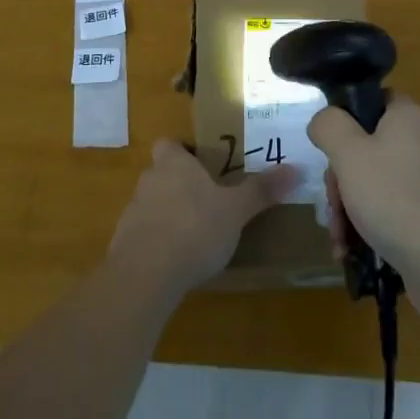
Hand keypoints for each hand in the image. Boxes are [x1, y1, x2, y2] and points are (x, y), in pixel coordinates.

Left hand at [108, 140, 298, 303]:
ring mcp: (132, 213)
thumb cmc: (194, 228)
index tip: (202, 165)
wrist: (145, 275)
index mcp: (173, 163)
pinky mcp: (123, 245)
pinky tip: (175, 263)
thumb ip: (262, 190)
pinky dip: (156, 244)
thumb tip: (296, 168)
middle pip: (161, 173)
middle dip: (180, 185)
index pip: (169, 144)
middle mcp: (149, 180)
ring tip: (194, 236)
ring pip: (151, 205)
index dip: (182, 151)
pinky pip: (143, 236)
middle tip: (207, 201)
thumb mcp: (236, 210)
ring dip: (168, 215)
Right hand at [308, 97, 419, 311]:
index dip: (346, 120)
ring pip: (376, 181)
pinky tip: (354, 251)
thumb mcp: (348, 153)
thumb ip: (329, 126)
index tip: (330, 151)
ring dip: (350, 208)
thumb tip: (324, 120)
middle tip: (333, 204)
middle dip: (341, 179)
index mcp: (409, 116)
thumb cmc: (394, 198)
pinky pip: (393, 207)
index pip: (372, 100)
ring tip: (340, 239)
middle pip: (368, 146)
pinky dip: (371, 224)